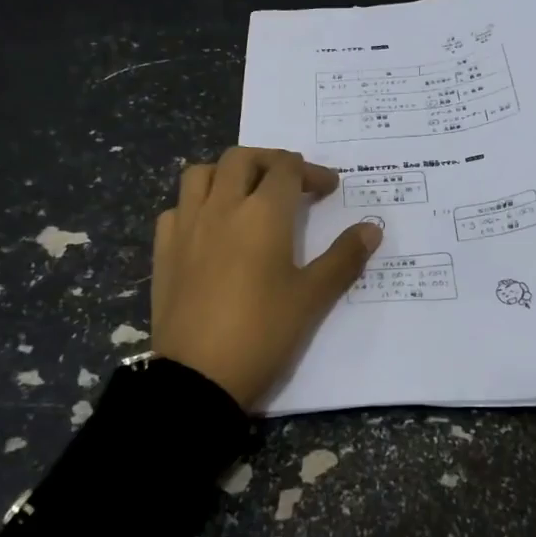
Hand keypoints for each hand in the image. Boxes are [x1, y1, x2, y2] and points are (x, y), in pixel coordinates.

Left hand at [152, 147, 382, 409]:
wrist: (198, 377)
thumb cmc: (263, 333)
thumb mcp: (312, 298)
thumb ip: (344, 258)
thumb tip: (372, 228)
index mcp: (263, 214)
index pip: (287, 169)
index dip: (311, 172)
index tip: (327, 189)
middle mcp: (221, 208)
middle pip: (241, 159)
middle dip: (270, 161)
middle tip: (290, 182)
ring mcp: (187, 227)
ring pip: (200, 174)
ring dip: (226, 173)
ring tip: (244, 194)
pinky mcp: (163, 251)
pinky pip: (176, 209)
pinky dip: (195, 205)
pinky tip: (208, 228)